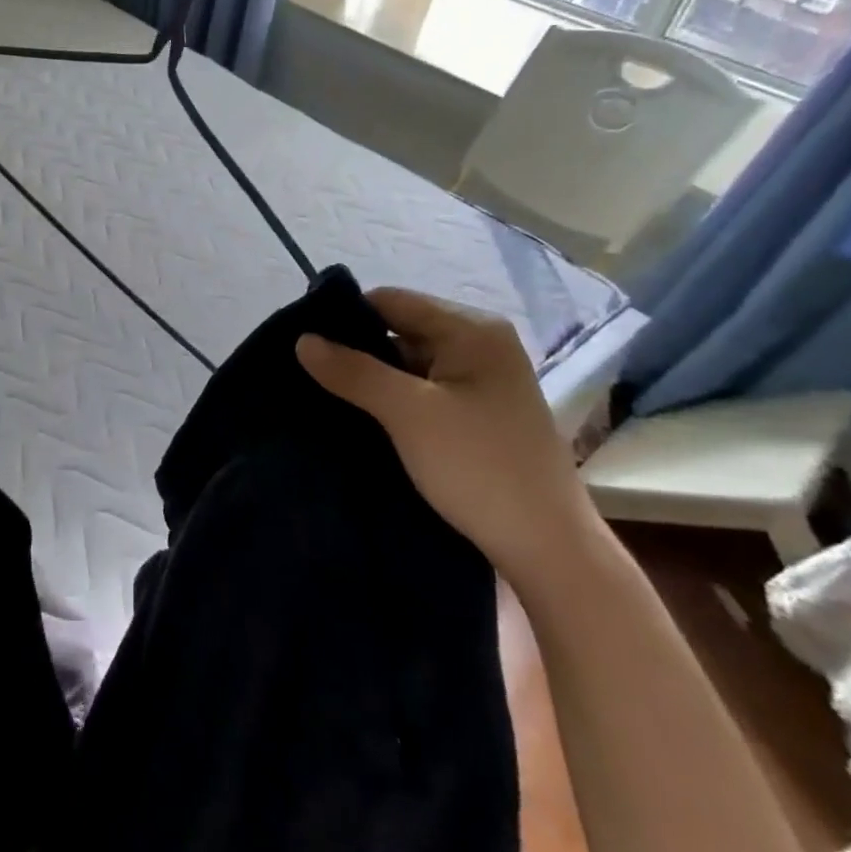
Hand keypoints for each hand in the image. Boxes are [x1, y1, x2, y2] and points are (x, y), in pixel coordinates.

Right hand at [295, 288, 597, 579]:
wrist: (549, 550)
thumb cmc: (479, 468)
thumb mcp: (408, 413)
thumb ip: (354, 371)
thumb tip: (301, 339)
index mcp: (472, 330)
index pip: (391, 301)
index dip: (346, 317)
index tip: (304, 342)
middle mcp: (481, 345)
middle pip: (400, 330)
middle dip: (357, 351)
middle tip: (311, 374)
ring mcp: (483, 381)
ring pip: (410, 364)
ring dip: (373, 379)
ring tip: (329, 397)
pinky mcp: (480, 414)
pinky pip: (424, 391)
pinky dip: (394, 400)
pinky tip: (364, 418)